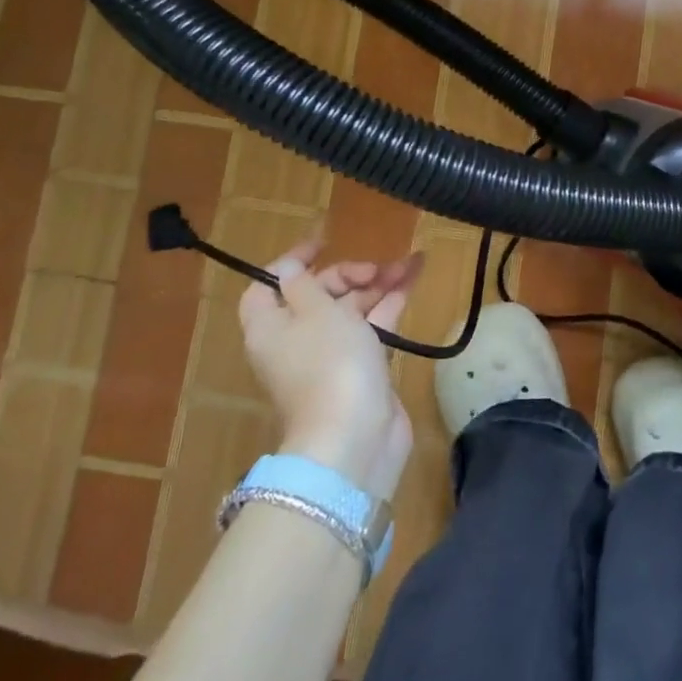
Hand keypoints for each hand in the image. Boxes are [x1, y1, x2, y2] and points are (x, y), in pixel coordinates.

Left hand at [239, 238, 422, 501]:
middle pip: (315, 294)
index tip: (324, 241)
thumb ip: (303, 283)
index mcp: (271, 327)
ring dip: (377, 283)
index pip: (268, 285)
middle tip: (376, 267)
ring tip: (410, 262)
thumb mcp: (314, 310)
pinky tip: (413, 280)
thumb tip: (288, 268)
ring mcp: (330, 357)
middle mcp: (296, 340)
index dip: (292, 261)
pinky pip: (372, 326)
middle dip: (348, 272)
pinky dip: (390, 303)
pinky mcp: (361, 369)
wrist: (354, 439)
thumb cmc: (328, 364)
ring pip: (350, 309)